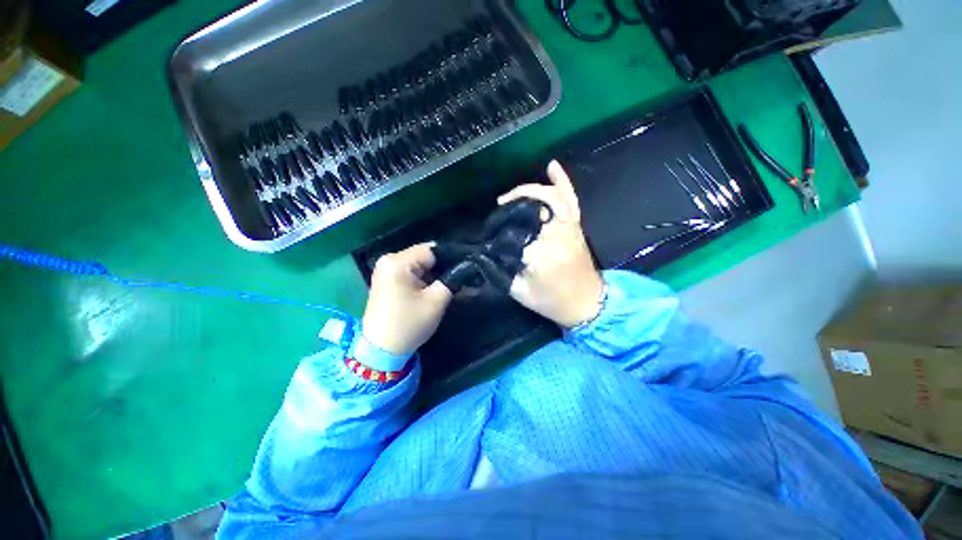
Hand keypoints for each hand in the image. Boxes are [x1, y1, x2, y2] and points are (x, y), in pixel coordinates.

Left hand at [362, 244, 452, 355]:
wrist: (381, 350)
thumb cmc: (408, 324)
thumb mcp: (436, 301)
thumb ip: (452, 280)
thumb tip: (464, 268)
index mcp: (397, 262)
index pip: (431, 250)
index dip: (449, 260)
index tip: (462, 272)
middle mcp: (388, 260)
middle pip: (424, 256)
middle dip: (441, 268)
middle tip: (455, 282)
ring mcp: (385, 270)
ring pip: (419, 265)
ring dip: (432, 275)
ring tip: (444, 288)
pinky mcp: (387, 280)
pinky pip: (410, 272)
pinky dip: (422, 280)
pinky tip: (430, 291)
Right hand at [498, 161, 603, 327]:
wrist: (588, 305)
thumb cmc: (553, 303)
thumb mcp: (520, 293)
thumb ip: (500, 272)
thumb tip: (486, 253)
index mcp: (541, 254)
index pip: (515, 232)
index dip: (501, 232)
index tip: (491, 237)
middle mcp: (557, 234)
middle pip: (532, 208)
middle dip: (513, 204)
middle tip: (499, 208)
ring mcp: (569, 227)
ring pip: (551, 197)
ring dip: (530, 190)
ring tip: (513, 194)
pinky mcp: (576, 226)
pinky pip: (570, 199)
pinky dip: (562, 181)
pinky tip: (551, 166)